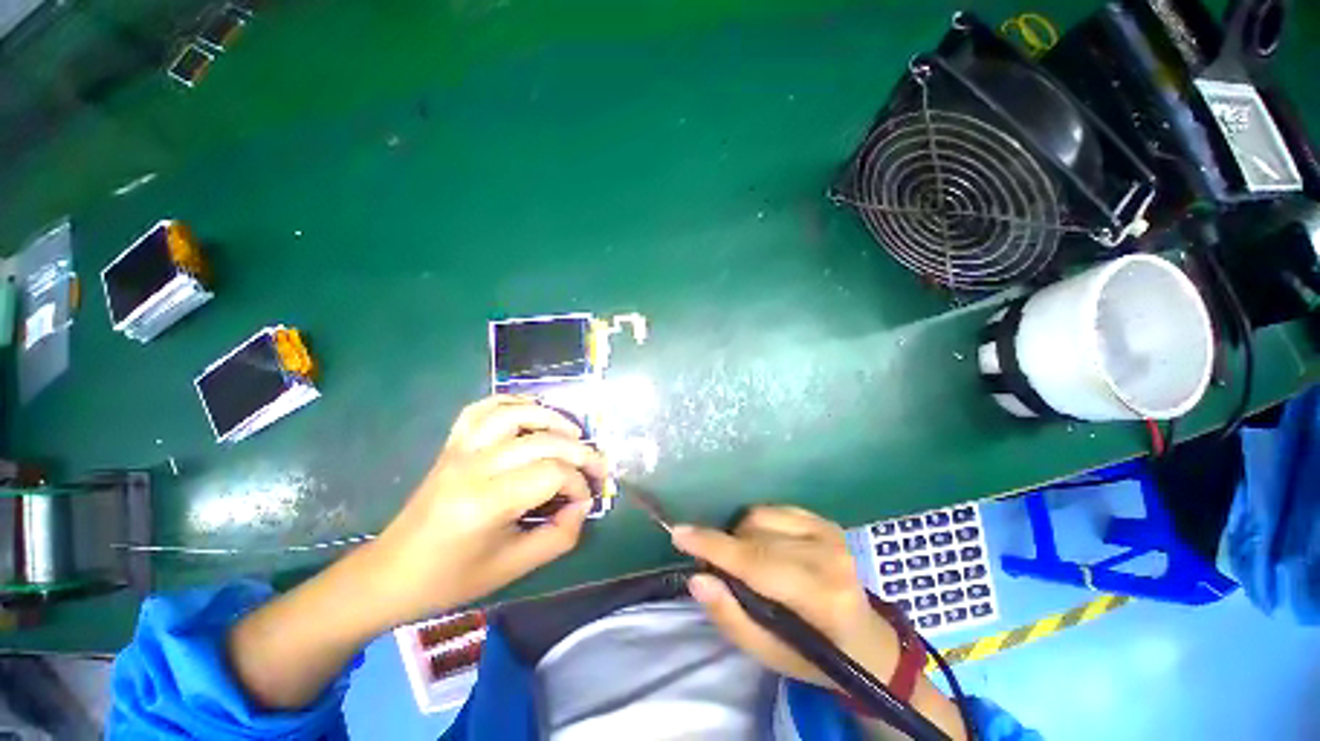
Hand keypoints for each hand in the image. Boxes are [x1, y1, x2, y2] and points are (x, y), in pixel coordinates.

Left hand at [365, 395, 607, 627]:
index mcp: (486, 503)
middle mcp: (473, 466)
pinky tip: (532, 413)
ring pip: (515, 414)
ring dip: (551, 418)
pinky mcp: (451, 444)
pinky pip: (482, 408)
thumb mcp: (514, 568)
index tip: (586, 500)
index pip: (552, 474)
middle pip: (542, 441)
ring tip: (573, 434)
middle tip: (597, 467)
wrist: (390, 574)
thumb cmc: (451, 579)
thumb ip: (559, 536)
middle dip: (580, 452)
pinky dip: (512, 403)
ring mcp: (459, 449)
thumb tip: (583, 504)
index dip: (579, 483)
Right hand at [670, 506, 899, 690]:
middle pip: (754, 533)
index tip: (678, 533)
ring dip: (742, 534)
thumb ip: (730, 617)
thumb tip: (697, 578)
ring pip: (760, 515)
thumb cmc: (814, 655)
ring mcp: (830, 533)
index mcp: (821, 597)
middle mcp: (829, 555)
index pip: (756, 562)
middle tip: (720, 567)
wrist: (866, 639)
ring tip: (748, 560)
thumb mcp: (769, 655)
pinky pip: (774, 508)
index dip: (713, 545)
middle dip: (726, 545)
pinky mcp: (826, 521)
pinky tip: (765, 544)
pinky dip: (759, 524)